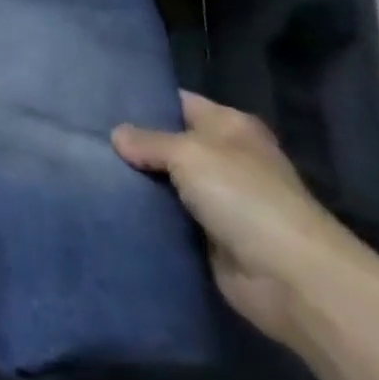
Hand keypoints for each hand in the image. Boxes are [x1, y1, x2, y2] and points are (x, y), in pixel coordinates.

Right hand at [112, 91, 378, 346]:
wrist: (292, 279)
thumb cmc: (245, 197)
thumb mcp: (189, 153)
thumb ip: (149, 141)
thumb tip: (117, 135)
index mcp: (230, 126)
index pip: (180, 102)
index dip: (145, 100)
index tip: (101, 100)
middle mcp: (226, 158)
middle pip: (171, 143)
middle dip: (135, 144)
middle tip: (86, 136)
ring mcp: (220, 201)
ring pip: (167, 182)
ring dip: (140, 182)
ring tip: (89, 168)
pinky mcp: (211, 239)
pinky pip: (171, 218)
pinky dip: (149, 215)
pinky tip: (111, 205)